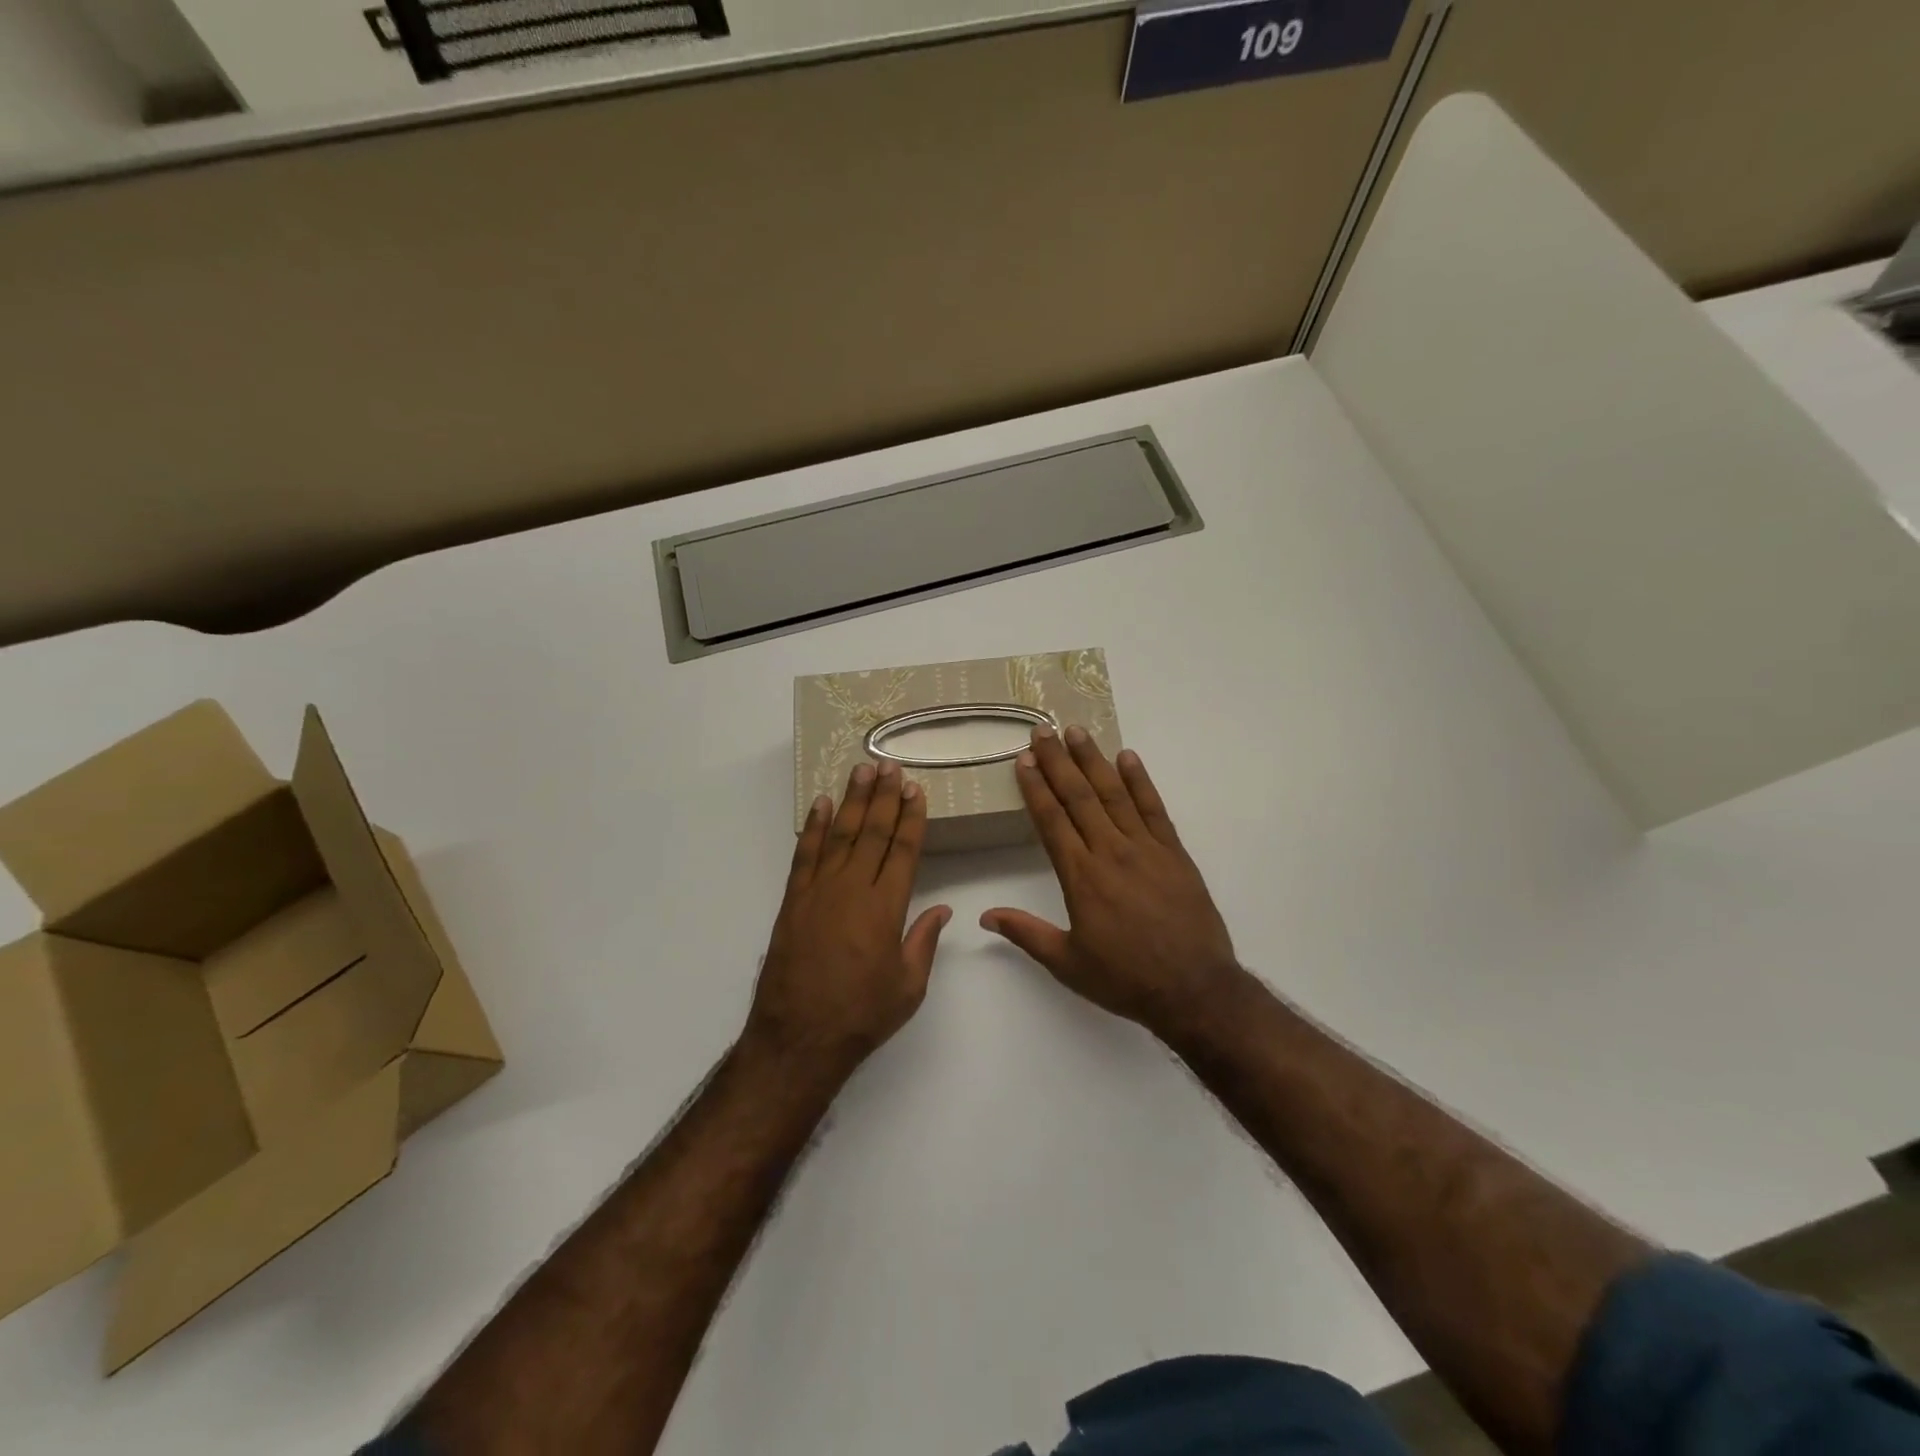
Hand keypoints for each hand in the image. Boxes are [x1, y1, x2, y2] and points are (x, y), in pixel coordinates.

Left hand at [744, 760, 951, 1084]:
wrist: (798, 1038)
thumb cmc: (861, 1015)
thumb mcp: (909, 986)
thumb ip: (924, 941)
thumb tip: (942, 908)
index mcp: (886, 907)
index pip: (903, 850)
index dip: (911, 817)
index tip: (916, 790)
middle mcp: (853, 889)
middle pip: (873, 832)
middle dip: (884, 797)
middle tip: (890, 765)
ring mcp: (819, 891)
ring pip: (841, 835)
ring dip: (853, 801)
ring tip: (861, 770)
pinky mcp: (793, 901)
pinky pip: (805, 854)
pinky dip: (814, 827)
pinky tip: (822, 804)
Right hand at [982, 726, 1240, 1038]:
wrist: (1195, 989)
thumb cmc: (1125, 979)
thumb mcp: (1068, 964)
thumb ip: (1026, 933)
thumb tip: (985, 915)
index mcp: (1081, 877)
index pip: (1052, 821)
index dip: (1036, 788)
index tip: (1024, 760)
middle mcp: (1110, 852)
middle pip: (1079, 797)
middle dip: (1059, 762)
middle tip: (1043, 731)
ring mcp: (1146, 848)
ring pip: (1114, 794)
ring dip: (1094, 760)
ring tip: (1077, 732)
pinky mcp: (1175, 852)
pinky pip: (1154, 808)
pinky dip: (1140, 781)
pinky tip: (1128, 757)